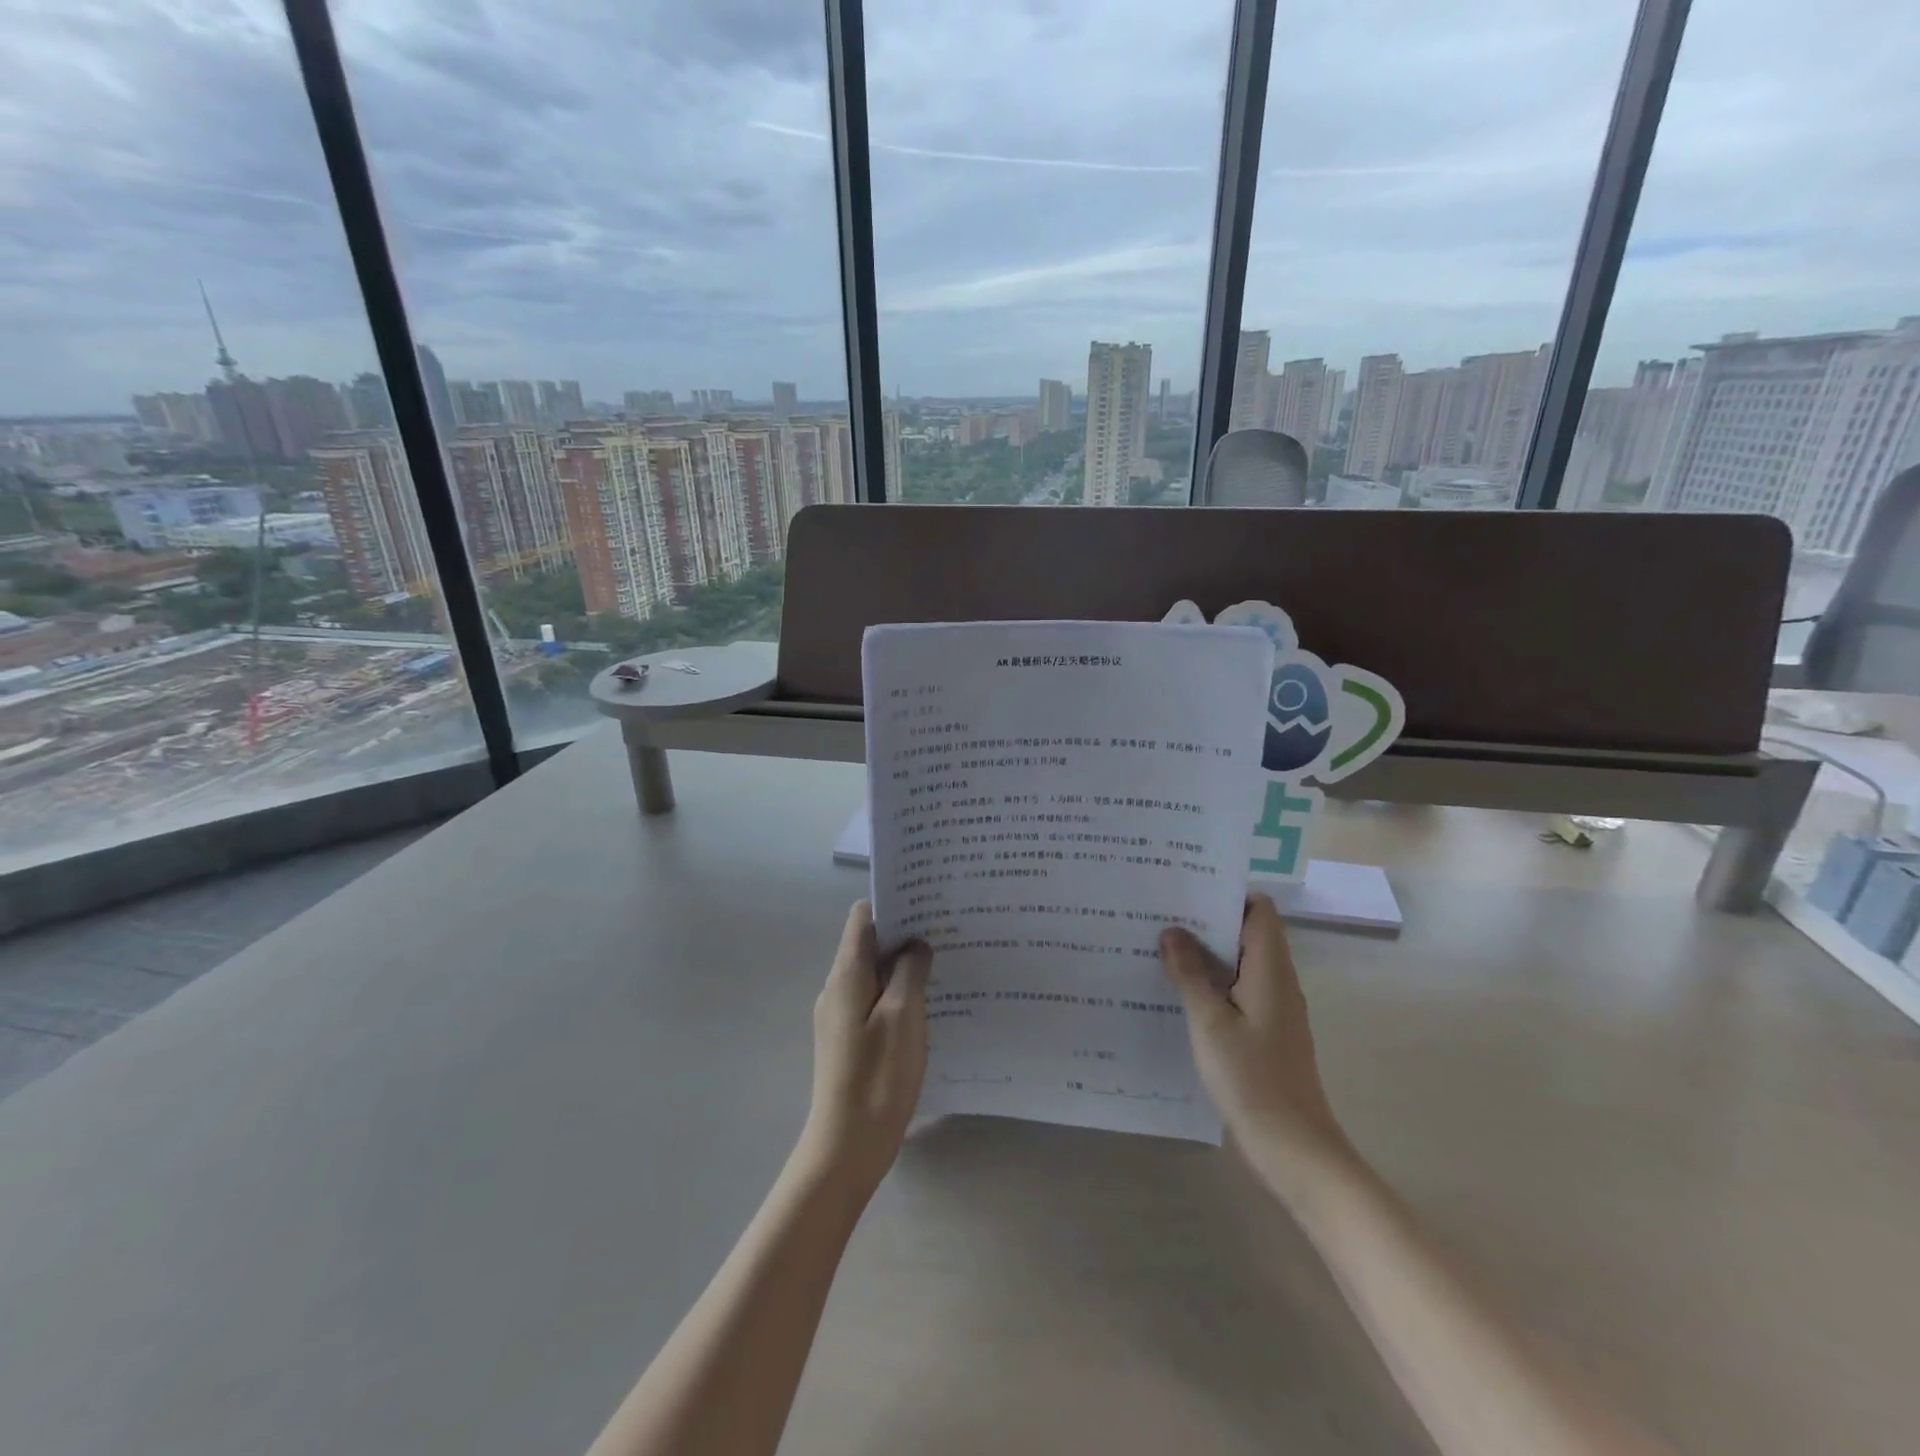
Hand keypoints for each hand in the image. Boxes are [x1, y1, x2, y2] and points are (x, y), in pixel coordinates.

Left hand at [799, 901, 931, 1197]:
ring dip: (903, 966)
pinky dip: (898, 993)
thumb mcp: (903, 1016)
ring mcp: (841, 1015)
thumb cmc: (878, 1076)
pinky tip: (928, 1005)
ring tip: (944, 966)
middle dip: (905, 934)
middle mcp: (838, 988)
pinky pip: (874, 1000)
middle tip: (946, 933)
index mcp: (846, 974)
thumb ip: (909, 971)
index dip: (893, 904)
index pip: (863, 917)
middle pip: (868, 943)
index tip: (928, 904)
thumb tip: (915, 944)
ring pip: (874, 973)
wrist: (847, 1146)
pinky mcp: (849, 1038)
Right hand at [1159, 893, 1345, 1153]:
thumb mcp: (1210, 1022)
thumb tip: (1172, 931)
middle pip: (1247, 933)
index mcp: (1271, 970)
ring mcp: (1274, 1009)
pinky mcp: (1266, 1032)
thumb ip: (1190, 973)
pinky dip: (1212, 983)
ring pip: (1240, 963)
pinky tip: (1177, 992)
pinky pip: (1238, 991)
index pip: (1259, 910)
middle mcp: (1278, 982)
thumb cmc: (1252, 1079)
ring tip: (1159, 947)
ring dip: (1206, 954)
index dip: (1226, 895)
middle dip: (1206, 922)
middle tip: (1160, 915)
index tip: (1185, 892)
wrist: (1294, 1149)